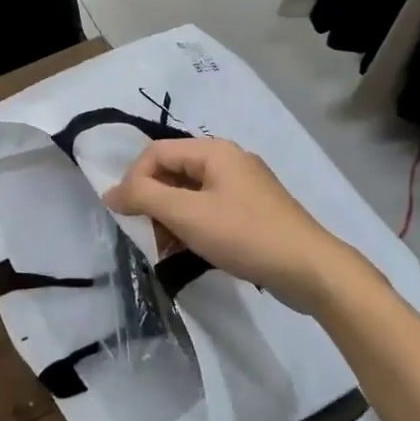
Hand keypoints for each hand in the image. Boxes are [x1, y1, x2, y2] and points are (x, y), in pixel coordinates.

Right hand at [102, 137, 375, 316]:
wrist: (310, 269)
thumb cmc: (244, 235)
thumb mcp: (187, 214)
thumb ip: (143, 197)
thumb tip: (110, 192)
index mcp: (214, 151)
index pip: (156, 152)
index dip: (133, 180)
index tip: (126, 216)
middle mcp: (229, 160)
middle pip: (173, 171)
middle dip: (153, 202)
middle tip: (149, 236)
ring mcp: (244, 186)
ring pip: (190, 193)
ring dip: (172, 218)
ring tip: (168, 250)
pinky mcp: (253, 211)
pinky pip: (210, 209)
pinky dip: (193, 227)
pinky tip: (192, 252)